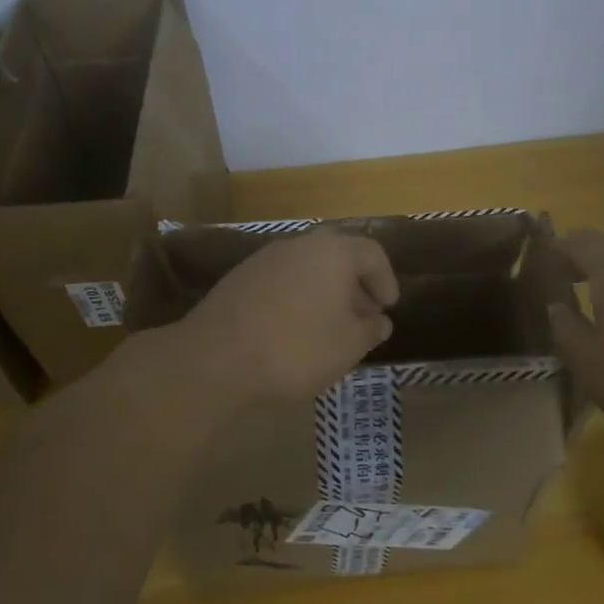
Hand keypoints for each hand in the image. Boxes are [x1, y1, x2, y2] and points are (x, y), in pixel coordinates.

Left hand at [172, 229, 398, 408]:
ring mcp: (265, 258)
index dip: (386, 279)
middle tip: (363, 315)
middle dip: (355, 285)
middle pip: (338, 256)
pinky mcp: (239, 278)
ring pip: (307, 268)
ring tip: (330, 326)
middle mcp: (300, 244)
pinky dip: (297, 297)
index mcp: (333, 252)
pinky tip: (294, 329)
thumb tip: (379, 320)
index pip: (372, 253)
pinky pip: (282, 281)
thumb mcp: (348, 345)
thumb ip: (370, 329)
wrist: (215, 358)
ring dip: (325, 291)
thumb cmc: (296, 348)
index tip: (388, 307)